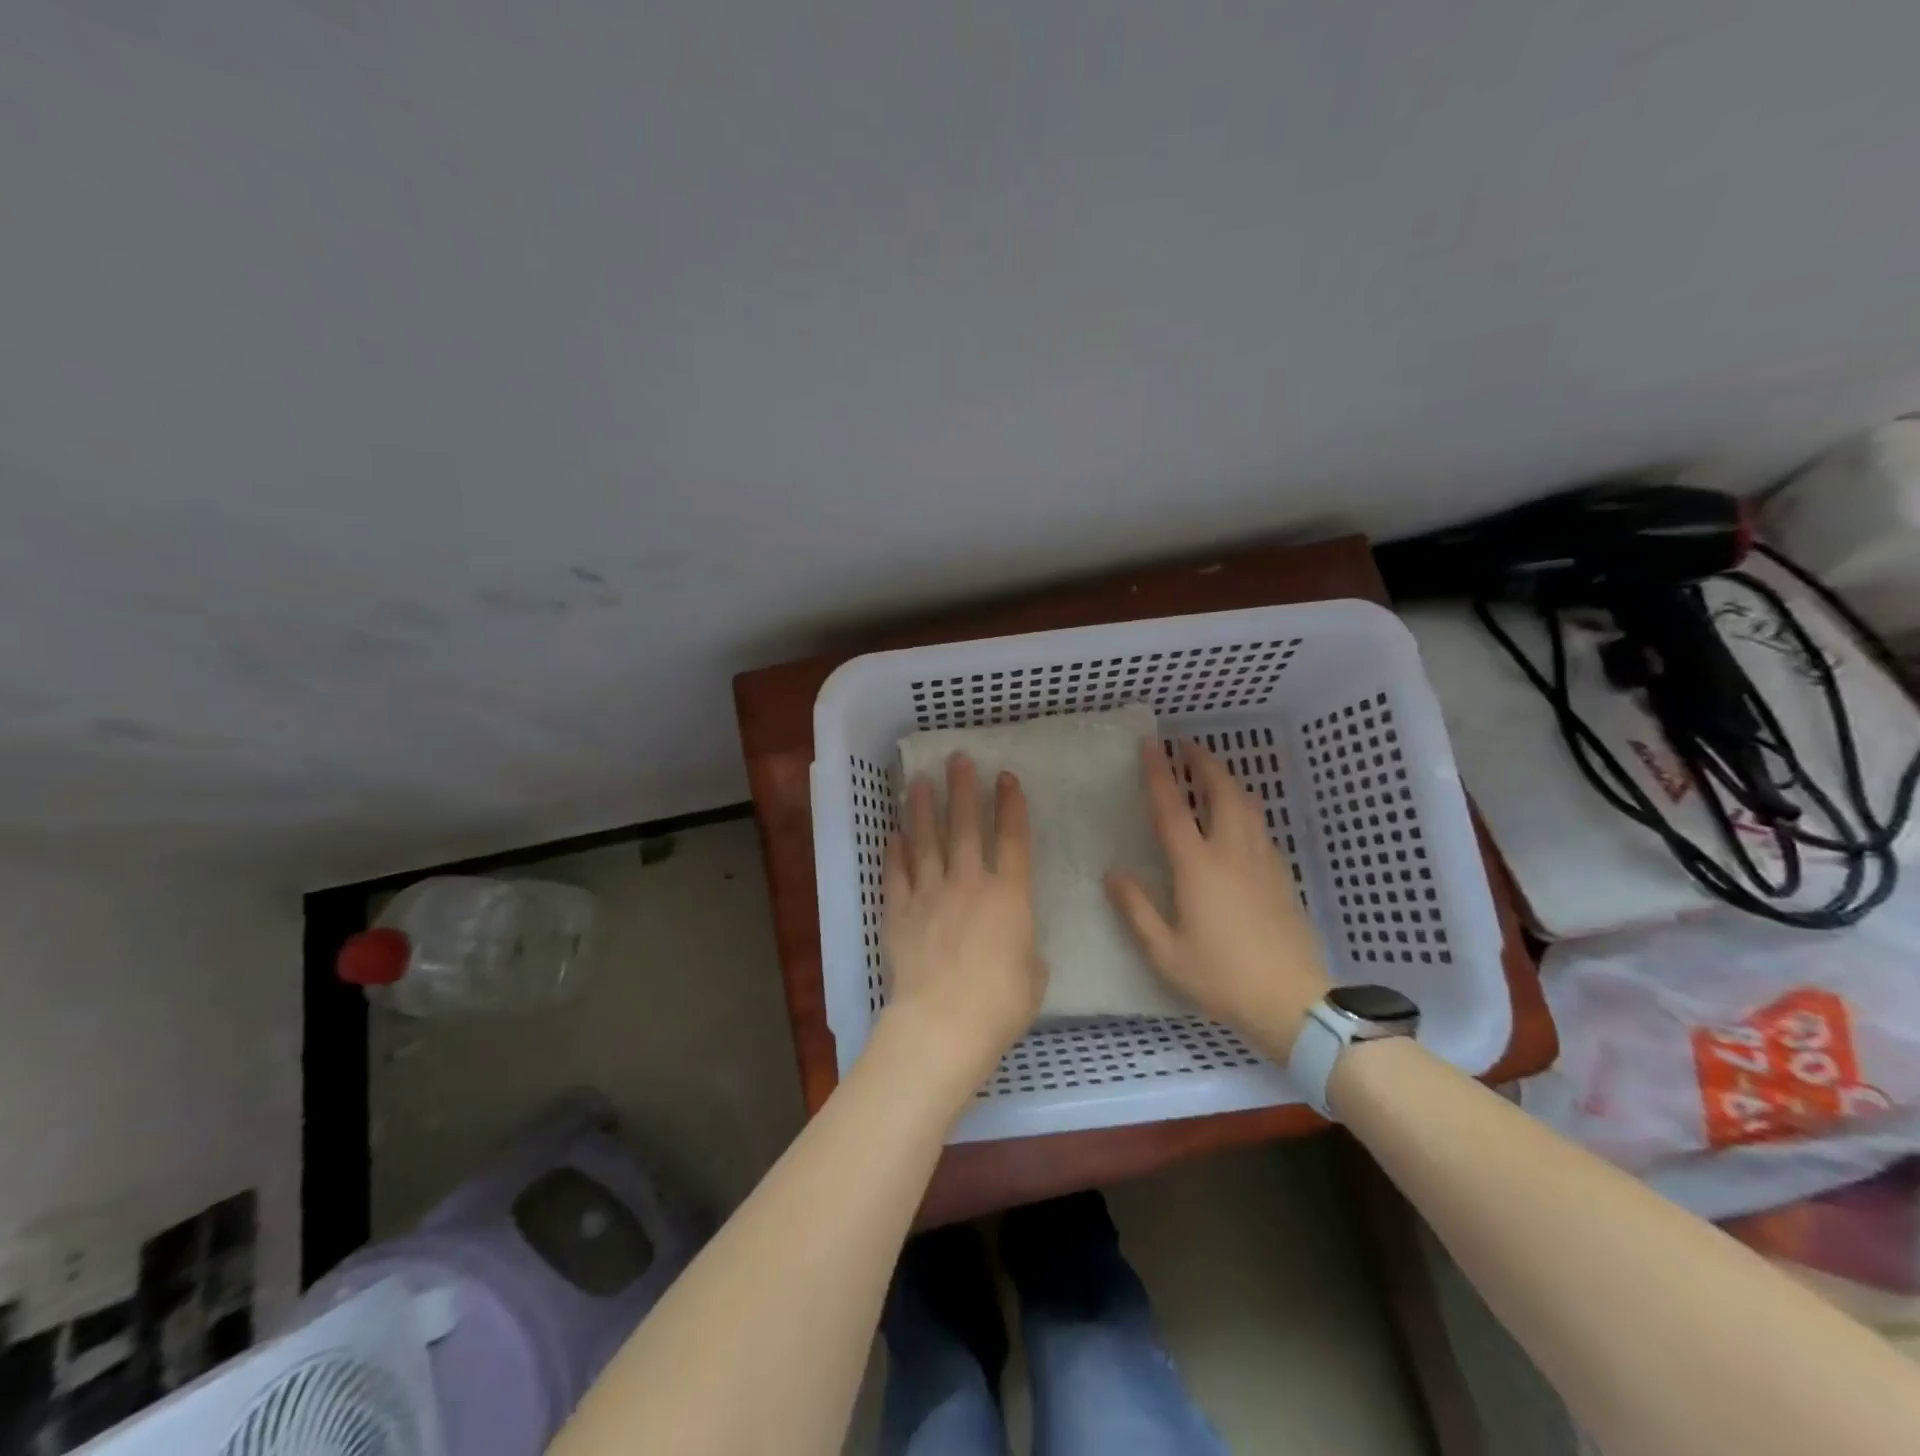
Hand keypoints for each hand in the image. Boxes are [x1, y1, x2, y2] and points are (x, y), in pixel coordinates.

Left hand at [880, 752, 1046, 1102]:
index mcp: (1009, 896)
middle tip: (957, 759)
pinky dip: (895, 853)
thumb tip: (1016, 946)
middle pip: (966, 826)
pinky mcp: (900, 912)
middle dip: (963, 789)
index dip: (1011, 805)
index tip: (1006, 776)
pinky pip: (896, 874)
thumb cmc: (1000, 1005)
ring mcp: (930, 894)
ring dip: (924, 809)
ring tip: (920, 782)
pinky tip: (893, 834)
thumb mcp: (1033, 977)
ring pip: (926, 841)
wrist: (942, 1023)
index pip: (1013, 839)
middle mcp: (969, 883)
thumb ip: (1026, 952)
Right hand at [1106, 738, 1330, 1060]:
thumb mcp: (1165, 952)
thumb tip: (1113, 872)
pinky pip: (1260, 826)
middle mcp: (1232, 853)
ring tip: (1211, 773)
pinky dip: (1244, 807)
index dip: (1159, 773)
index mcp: (1198, 867)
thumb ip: (1137, 909)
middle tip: (1187, 745)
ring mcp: (1262, 861)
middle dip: (1204, 762)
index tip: (1150, 744)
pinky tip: (1238, 820)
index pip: (1173, 808)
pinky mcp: (1281, 875)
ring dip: (1227, 780)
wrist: (1292, 1001)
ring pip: (1248, 805)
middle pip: (1221, 791)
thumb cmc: (1221, 978)